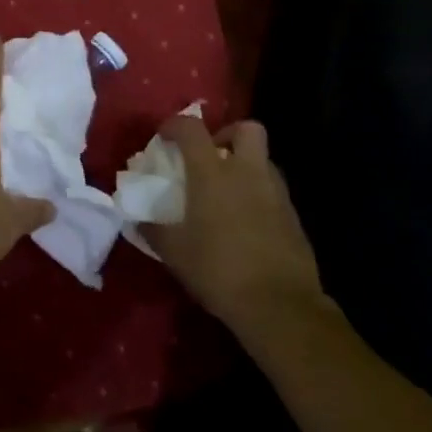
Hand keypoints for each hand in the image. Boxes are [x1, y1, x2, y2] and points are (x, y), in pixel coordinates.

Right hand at [146, 118, 328, 334]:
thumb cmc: (218, 270)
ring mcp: (276, 193)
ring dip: (244, 165)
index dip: (175, 125)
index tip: (164, 137)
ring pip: (263, 160)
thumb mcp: (174, 252)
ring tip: (225, 192)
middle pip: (247, 128)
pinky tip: (244, 220)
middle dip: (227, 134)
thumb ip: (153, 229)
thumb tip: (138, 220)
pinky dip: (257, 193)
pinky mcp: (293, 216)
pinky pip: (273, 190)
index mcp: (213, 174)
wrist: (280, 306)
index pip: (192, 128)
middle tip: (210, 156)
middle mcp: (248, 173)